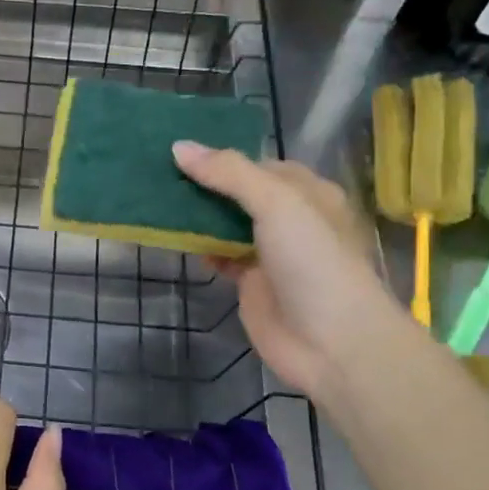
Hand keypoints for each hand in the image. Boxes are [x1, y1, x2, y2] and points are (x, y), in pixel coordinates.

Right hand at [173, 142, 391, 395]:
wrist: (332, 342)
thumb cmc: (313, 261)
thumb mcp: (276, 203)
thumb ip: (229, 173)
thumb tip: (179, 147)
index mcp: (307, 193)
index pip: (258, 164)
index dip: (222, 157)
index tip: (179, 151)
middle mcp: (290, 218)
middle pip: (240, 193)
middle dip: (205, 184)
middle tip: (157, 171)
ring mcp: (269, 252)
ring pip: (227, 224)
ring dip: (198, 215)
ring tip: (155, 197)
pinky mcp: (251, 282)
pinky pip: (220, 254)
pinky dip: (200, 246)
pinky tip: (173, 236)